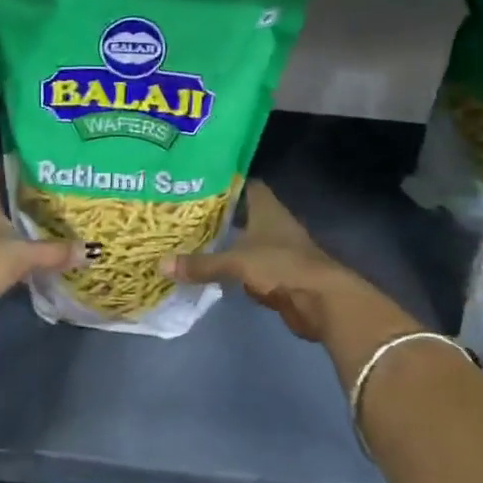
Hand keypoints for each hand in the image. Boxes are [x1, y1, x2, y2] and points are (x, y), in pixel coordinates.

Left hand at [0, 164, 80, 339]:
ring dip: (8, 228)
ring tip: (38, 225)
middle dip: (13, 199)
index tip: (29, 163)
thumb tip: (89, 250)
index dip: (5, 165)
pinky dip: (4, 253)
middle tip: (43, 196)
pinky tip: (23, 257)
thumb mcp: (25, 255)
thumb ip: (55, 252)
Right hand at [161, 183, 414, 363]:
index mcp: (266, 208)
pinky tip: (207, 269)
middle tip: (181, 212)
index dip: (224, 181)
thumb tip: (161, 264)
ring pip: (243, 240)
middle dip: (216, 214)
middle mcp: (271, 224)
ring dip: (222, 242)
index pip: (244, 184)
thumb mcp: (236, 261)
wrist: (321, 301)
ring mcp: (275, 250)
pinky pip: (246, 267)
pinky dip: (230, 268)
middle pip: (241, 213)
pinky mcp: (275, 275)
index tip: (196, 182)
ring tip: (187, 239)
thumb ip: (201, 264)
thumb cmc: (281, 266)